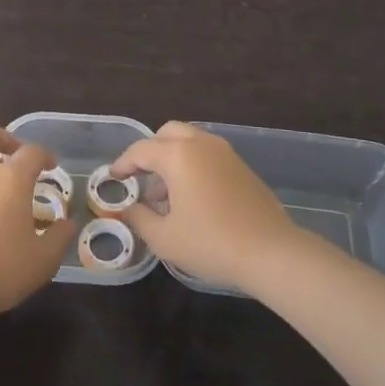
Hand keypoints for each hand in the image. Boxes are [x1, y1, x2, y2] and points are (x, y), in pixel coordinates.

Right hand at [113, 122, 302, 291]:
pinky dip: (193, 165)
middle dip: (150, 152)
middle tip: (141, 178)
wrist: (271, 252)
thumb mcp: (164, 238)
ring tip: (165, 196)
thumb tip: (129, 208)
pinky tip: (192, 199)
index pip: (141, 150)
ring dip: (173, 159)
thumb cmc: (211, 243)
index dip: (123, 163)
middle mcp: (201, 144)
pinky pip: (208, 155)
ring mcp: (226, 153)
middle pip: (168, 133)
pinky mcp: (242, 167)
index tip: (114, 178)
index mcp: (178, 155)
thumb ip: (139, 218)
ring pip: (190, 141)